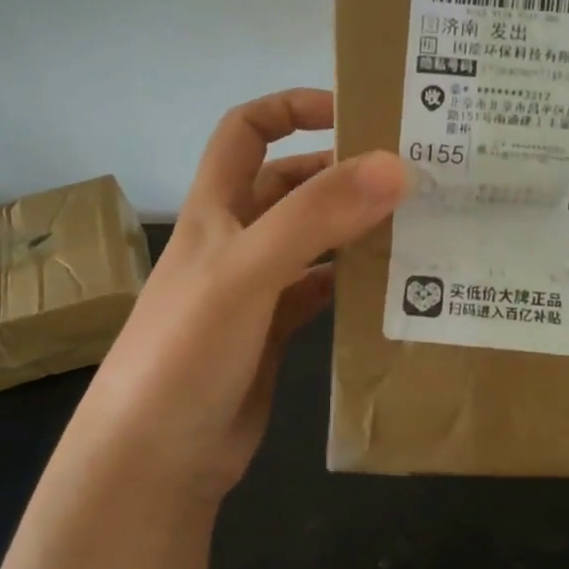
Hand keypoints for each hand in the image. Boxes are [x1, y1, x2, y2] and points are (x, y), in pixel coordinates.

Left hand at [72, 89, 406, 502]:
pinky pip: (320, 292)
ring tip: (415, 224)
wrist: (154, 461)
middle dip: (342, 171)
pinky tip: (390, 286)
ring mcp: (255, 289)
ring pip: (312, 239)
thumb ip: (316, 216)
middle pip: (291, 184)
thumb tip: (394, 166)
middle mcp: (235, 239)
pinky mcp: (273, 333)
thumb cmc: (186, 351)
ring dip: (354, 227)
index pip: (246, 130)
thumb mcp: (247, 270)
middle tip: (410, 175)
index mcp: (216, 209)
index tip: (354, 110)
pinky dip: (352, 283)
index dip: (292, 107)